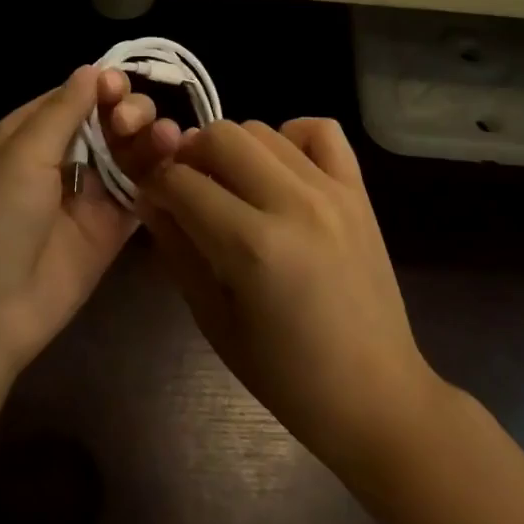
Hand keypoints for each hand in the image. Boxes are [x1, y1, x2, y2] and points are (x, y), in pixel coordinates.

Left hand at [0, 66, 180, 376]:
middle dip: (127, 112)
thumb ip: (62, 112)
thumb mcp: (21, 156)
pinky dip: (161, 174)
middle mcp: (63, 158)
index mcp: (30, 134)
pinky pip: (143, 192)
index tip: (120, 88)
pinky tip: (177, 159)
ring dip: (150, 138)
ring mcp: (90, 194)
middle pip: (108, 120)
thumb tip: (93, 70)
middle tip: (129, 125)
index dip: (102, 87)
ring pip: (130, 152)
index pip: (75, 96)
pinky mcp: (113, 228)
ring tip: (166, 138)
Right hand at [137, 119, 439, 471]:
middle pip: (220, 136)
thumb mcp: (213, 320)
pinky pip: (321, 130)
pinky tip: (281, 170)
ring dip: (234, 149)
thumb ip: (177, 250)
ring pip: (262, 129)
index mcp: (252, 246)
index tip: (152, 197)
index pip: (182, 182)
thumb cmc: (286, 375)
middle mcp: (292, 203)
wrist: (375, 394)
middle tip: (187, 187)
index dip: (156, 184)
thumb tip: (148, 197)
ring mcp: (331, 191)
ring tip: (233, 185)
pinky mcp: (358, 190)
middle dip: (190, 156)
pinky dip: (292, 136)